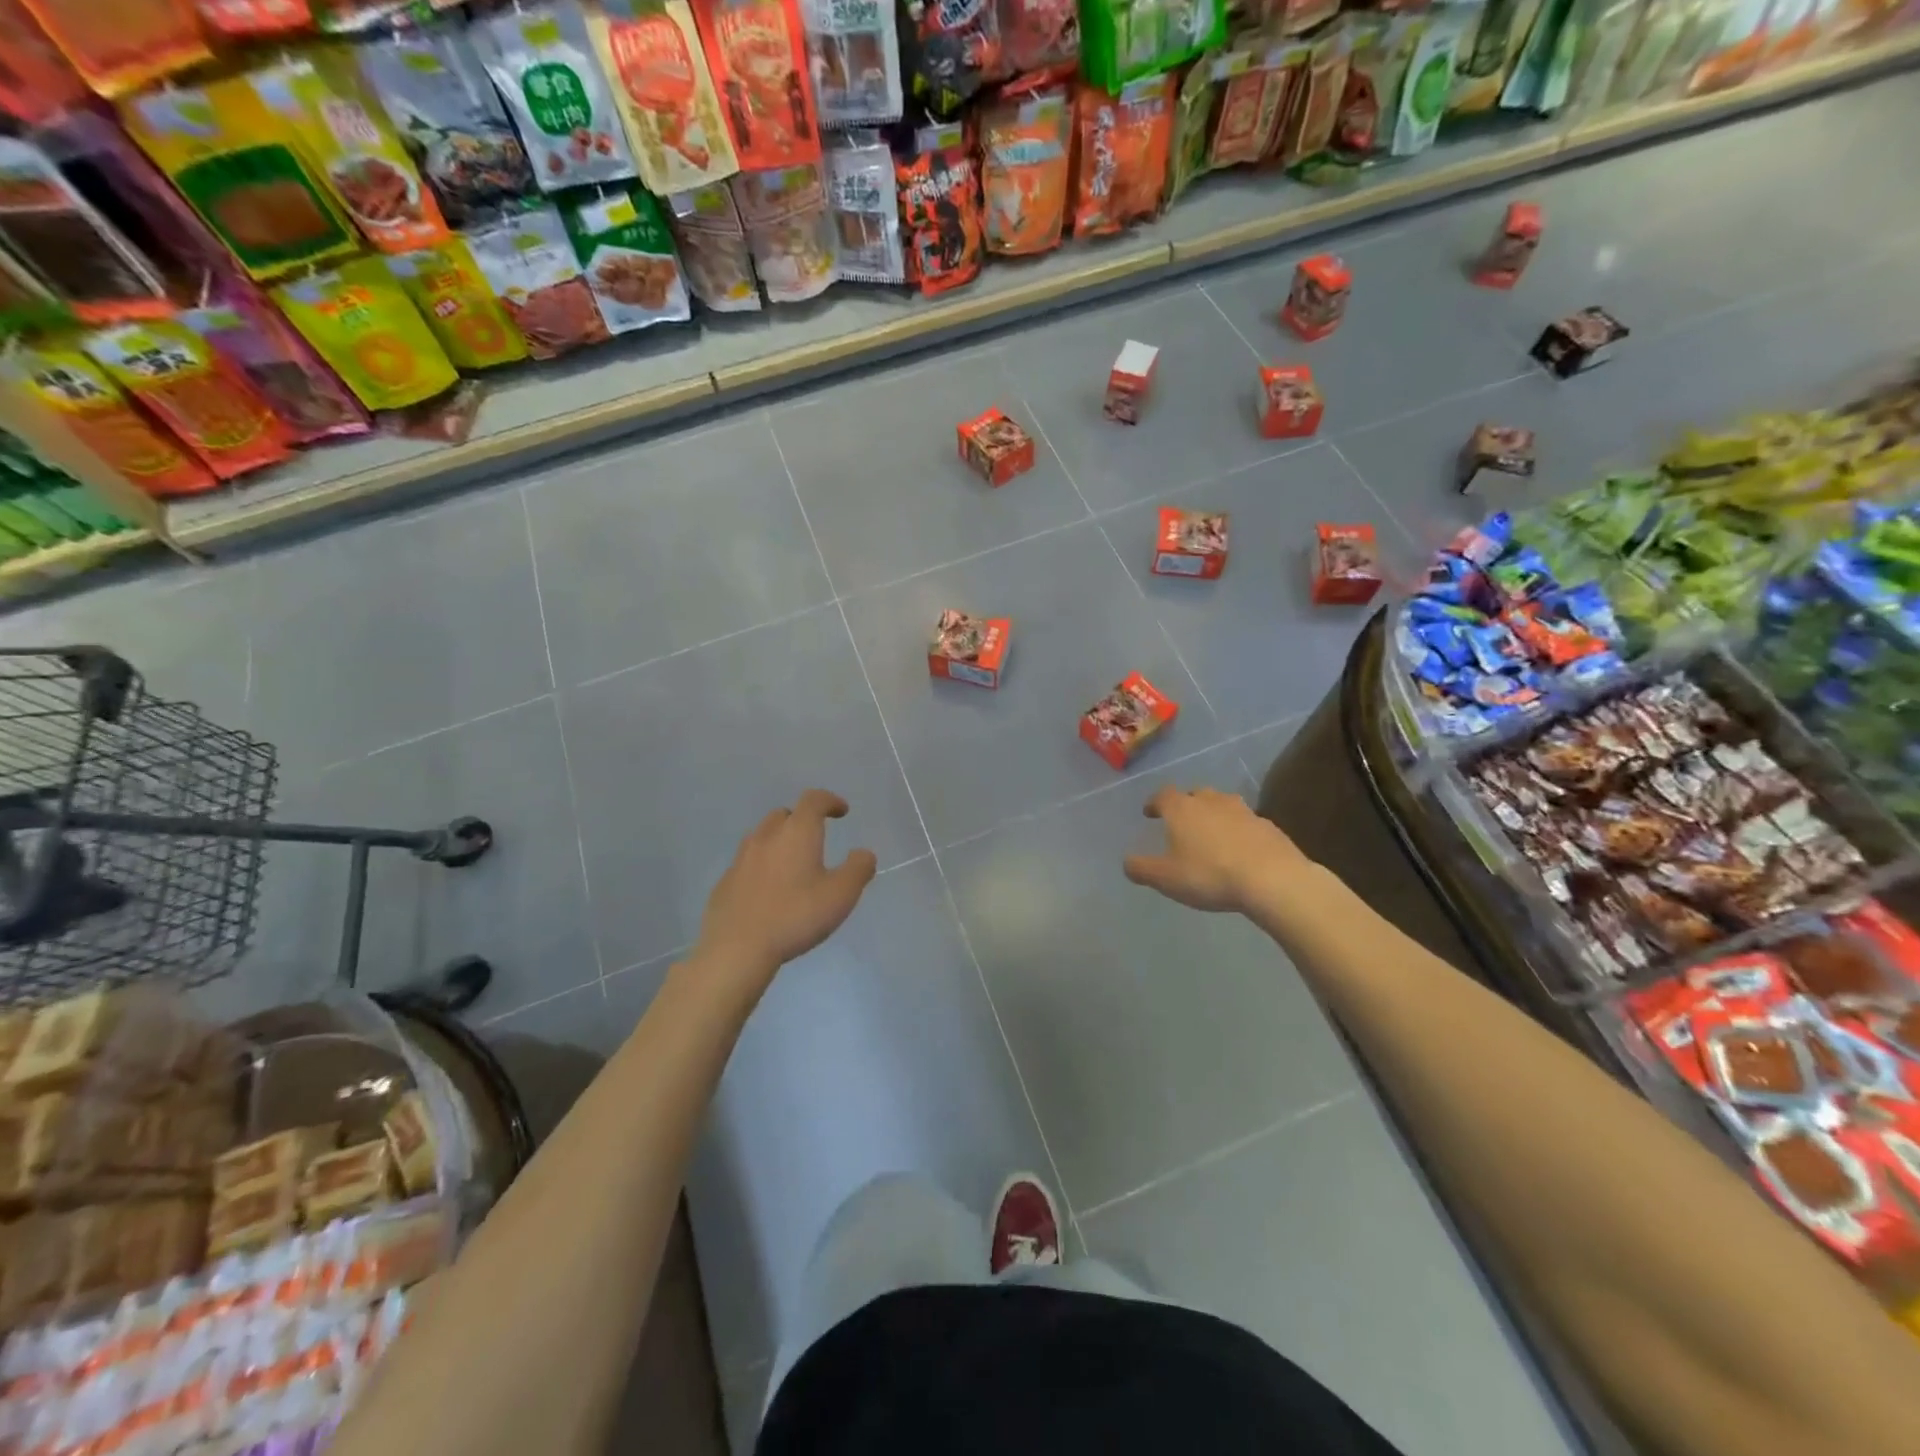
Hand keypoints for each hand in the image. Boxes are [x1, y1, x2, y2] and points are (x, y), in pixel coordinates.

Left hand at [694, 790, 876, 986]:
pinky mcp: (725, 882)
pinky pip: (748, 863)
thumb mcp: (841, 895)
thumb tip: (863, 853)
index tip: (842, 811)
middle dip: (802, 820)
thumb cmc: (795, 916)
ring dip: (780, 841)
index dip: (830, 800)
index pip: (813, 800)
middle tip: (816, 839)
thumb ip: (858, 869)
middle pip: (784, 814)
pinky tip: (769, 891)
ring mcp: (741, 859)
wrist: (736, 948)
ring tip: (792, 865)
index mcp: (797, 833)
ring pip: (763, 837)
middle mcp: (766, 837)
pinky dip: (762, 866)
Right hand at [1123, 785, 1310, 913]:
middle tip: (1181, 822)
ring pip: (1223, 805)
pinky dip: (1238, 831)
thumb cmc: (1210, 875)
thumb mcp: (1166, 878)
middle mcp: (1211, 801)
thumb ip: (1141, 869)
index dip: (1154, 802)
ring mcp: (1243, 811)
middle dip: (1186, 805)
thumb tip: (1127, 862)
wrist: (1272, 879)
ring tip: (1211, 833)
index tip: (1149, 813)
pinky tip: (1240, 850)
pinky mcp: (1268, 826)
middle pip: (1195, 794)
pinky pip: (1246, 823)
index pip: (1163, 795)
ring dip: (1214, 815)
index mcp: (1182, 809)